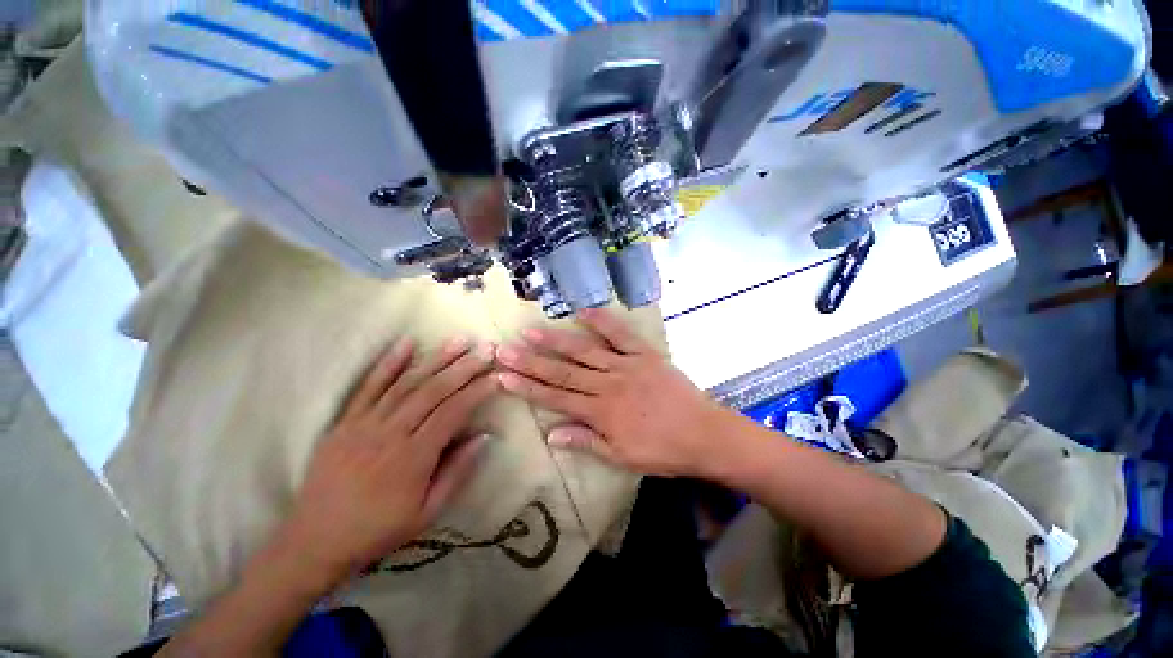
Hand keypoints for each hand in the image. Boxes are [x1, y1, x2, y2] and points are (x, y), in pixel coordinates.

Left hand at [283, 337, 497, 580]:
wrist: (314, 542)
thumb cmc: (378, 531)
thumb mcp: (427, 513)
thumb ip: (457, 472)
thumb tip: (485, 436)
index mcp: (412, 458)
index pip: (452, 413)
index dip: (477, 392)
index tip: (496, 377)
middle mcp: (390, 434)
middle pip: (432, 392)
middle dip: (463, 368)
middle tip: (485, 349)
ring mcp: (363, 424)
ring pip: (406, 383)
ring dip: (435, 359)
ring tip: (458, 341)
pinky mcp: (344, 422)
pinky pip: (368, 387)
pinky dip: (388, 363)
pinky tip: (407, 343)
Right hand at [495, 309, 726, 476]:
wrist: (704, 434)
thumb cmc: (662, 450)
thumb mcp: (622, 457)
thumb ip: (586, 442)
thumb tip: (551, 434)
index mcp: (600, 412)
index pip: (555, 397)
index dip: (528, 387)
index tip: (503, 376)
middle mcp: (607, 384)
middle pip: (563, 371)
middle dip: (531, 362)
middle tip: (504, 350)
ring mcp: (626, 365)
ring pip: (585, 351)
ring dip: (556, 341)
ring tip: (531, 331)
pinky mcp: (645, 354)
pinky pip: (622, 335)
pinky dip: (603, 321)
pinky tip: (583, 311)